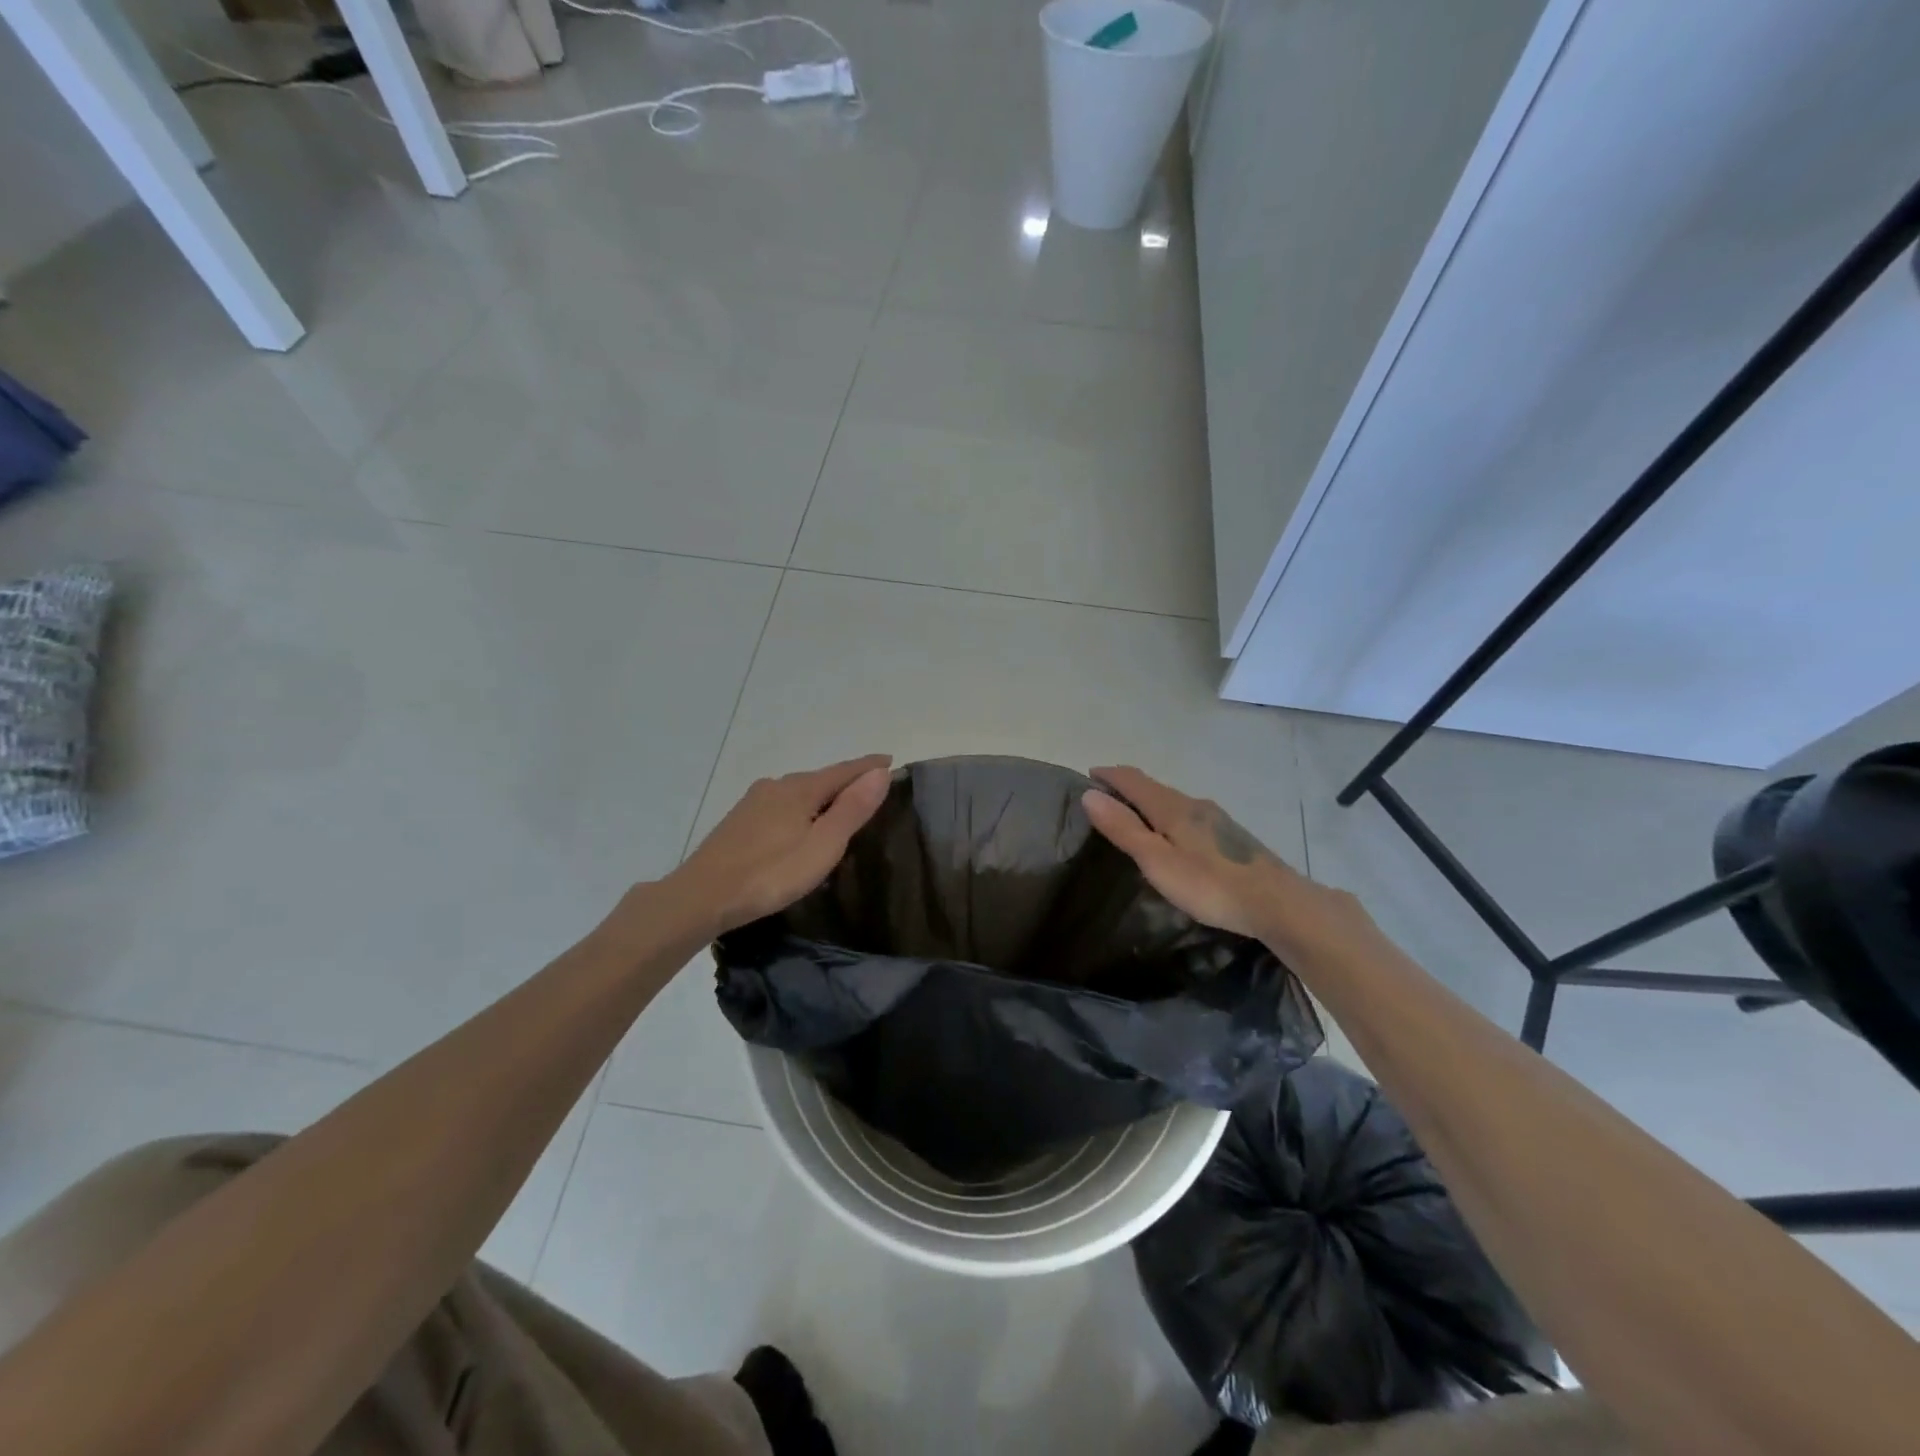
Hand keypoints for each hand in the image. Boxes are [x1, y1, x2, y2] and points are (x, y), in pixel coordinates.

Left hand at [671, 755, 892, 935]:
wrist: (702, 896)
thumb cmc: (770, 874)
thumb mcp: (822, 846)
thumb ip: (852, 809)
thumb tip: (880, 772)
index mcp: (800, 788)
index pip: (844, 770)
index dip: (869, 767)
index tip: (891, 761)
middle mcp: (776, 786)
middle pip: (820, 778)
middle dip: (846, 781)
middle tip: (870, 788)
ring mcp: (754, 802)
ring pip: (798, 792)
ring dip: (822, 795)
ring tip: (840, 807)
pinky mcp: (739, 820)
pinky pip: (782, 804)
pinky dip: (801, 807)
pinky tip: (800, 824)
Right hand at [1082, 765, 1369, 956]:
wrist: (1278, 903)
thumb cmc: (1210, 885)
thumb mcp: (1157, 861)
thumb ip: (1124, 829)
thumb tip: (1090, 795)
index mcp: (1172, 808)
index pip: (1134, 780)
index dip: (1110, 775)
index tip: (1089, 774)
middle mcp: (1194, 804)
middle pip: (1154, 788)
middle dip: (1127, 787)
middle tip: (1105, 796)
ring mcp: (1216, 819)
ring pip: (1173, 802)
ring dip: (1148, 802)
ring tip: (1132, 816)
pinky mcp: (1230, 836)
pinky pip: (1188, 816)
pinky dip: (1168, 816)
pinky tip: (1172, 836)